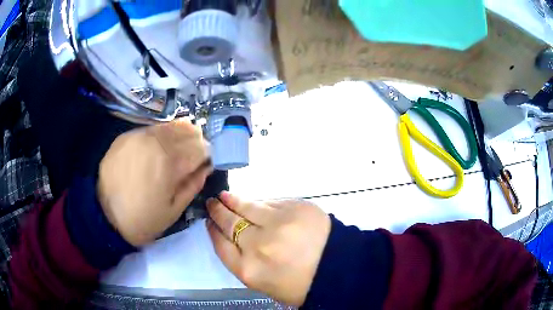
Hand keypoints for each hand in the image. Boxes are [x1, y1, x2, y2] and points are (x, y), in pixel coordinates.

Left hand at [97, 121, 211, 245]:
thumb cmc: (142, 220)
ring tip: (176, 150)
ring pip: (169, 125)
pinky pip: (151, 129)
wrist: (104, 216)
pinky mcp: (126, 136)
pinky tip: (157, 148)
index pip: (200, 147)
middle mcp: (155, 142)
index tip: (204, 163)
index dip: (206, 154)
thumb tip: (206, 167)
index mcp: (170, 163)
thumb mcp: (174, 210)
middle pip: (187, 129)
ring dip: (179, 135)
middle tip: (192, 155)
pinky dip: (161, 135)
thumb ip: (193, 185)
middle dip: (195, 141)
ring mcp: (139, 136)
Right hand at [206, 192, 330, 305]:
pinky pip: (270, 202)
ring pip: (247, 207)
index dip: (213, 232)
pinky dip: (259, 203)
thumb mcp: (264, 283)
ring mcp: (278, 223)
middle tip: (212, 203)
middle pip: (229, 224)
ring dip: (233, 201)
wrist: (338, 267)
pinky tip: (254, 202)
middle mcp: (258, 245)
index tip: (209, 223)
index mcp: (249, 270)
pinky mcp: (295, 207)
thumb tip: (233, 238)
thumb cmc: (299, 284)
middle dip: (218, 212)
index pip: (221, 245)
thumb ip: (244, 262)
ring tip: (225, 196)